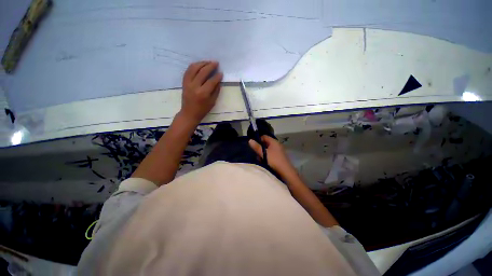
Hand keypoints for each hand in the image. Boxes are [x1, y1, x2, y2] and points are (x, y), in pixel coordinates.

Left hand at [180, 61, 222, 123]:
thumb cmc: (203, 110)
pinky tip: (199, 65)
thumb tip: (218, 81)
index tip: (221, 73)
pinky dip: (194, 66)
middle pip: (203, 72)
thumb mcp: (212, 102)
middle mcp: (195, 86)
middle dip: (210, 66)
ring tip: (208, 62)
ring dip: (201, 63)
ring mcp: (188, 83)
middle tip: (216, 63)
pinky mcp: (184, 82)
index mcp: (203, 93)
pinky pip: (188, 70)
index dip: (217, 76)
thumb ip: (216, 91)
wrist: (189, 113)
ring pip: (194, 68)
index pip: (211, 81)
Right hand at [249, 135, 295, 176]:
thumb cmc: (274, 161)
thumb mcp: (264, 154)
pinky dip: (266, 156)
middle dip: (260, 147)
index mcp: (274, 142)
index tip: (253, 145)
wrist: (286, 172)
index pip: (264, 136)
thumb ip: (257, 147)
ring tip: (259, 159)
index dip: (258, 139)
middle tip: (255, 153)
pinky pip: (270, 154)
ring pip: (267, 149)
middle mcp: (277, 145)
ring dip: (262, 153)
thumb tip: (250, 140)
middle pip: (266, 143)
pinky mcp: (279, 157)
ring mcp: (278, 151)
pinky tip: (264, 162)